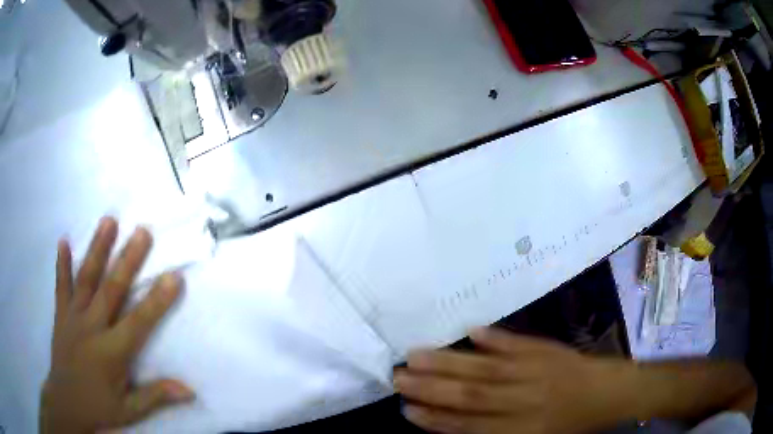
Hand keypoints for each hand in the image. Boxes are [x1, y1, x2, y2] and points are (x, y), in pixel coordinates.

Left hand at [40, 217, 194, 433]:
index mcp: (111, 352)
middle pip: (112, 289)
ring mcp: (73, 317)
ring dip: (97, 249)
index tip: (174, 276)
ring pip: (86, 278)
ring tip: (109, 221)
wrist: (66, 402)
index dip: (157, 300)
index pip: (139, 322)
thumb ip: (156, 396)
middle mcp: (92, 327)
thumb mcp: (130, 409)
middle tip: (142, 231)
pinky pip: (61, 285)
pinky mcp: (61, 315)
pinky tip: (64, 241)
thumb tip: (190, 390)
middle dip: (128, 259)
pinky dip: (62, 263)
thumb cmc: (99, 407)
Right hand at [395, 327, 630, 433]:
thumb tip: (456, 423)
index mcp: (521, 428)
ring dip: (450, 362)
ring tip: (416, 355)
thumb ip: (497, 431)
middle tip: (397, 378)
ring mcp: (535, 371)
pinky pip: (518, 344)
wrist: (606, 392)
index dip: (437, 419)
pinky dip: (494, 338)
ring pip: (486, 369)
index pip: (470, 426)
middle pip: (472, 396)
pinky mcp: (547, 351)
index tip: (407, 409)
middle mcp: (523, 401)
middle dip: (432, 388)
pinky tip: (471, 330)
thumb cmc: (569, 423)